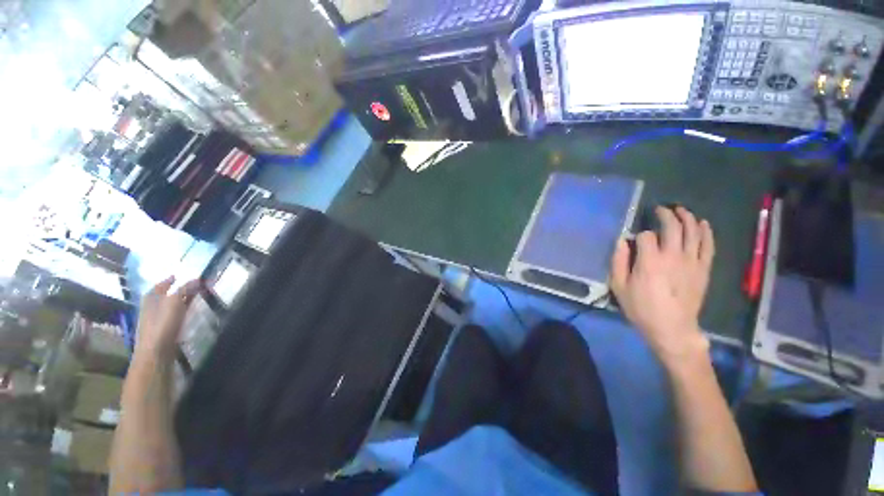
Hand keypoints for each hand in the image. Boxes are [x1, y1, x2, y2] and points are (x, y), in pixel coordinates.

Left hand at [135, 277, 200, 360]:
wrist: (156, 351)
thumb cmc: (162, 323)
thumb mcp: (175, 302)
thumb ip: (185, 289)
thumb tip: (196, 279)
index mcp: (151, 297)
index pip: (161, 284)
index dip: (170, 280)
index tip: (180, 275)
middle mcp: (152, 306)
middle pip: (166, 294)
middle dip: (179, 290)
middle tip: (194, 285)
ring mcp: (157, 318)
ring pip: (171, 305)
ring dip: (182, 301)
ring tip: (196, 298)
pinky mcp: (164, 329)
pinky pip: (175, 315)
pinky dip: (182, 311)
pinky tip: (190, 313)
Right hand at [610, 207, 714, 365]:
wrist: (672, 328)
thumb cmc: (641, 308)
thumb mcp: (619, 286)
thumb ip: (618, 261)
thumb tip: (622, 241)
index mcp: (649, 261)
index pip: (645, 236)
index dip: (639, 234)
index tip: (634, 241)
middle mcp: (673, 256)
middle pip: (672, 227)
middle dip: (665, 214)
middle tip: (660, 209)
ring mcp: (692, 261)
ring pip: (693, 231)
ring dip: (687, 217)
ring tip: (681, 210)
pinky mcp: (704, 269)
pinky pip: (708, 245)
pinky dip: (706, 232)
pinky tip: (703, 223)